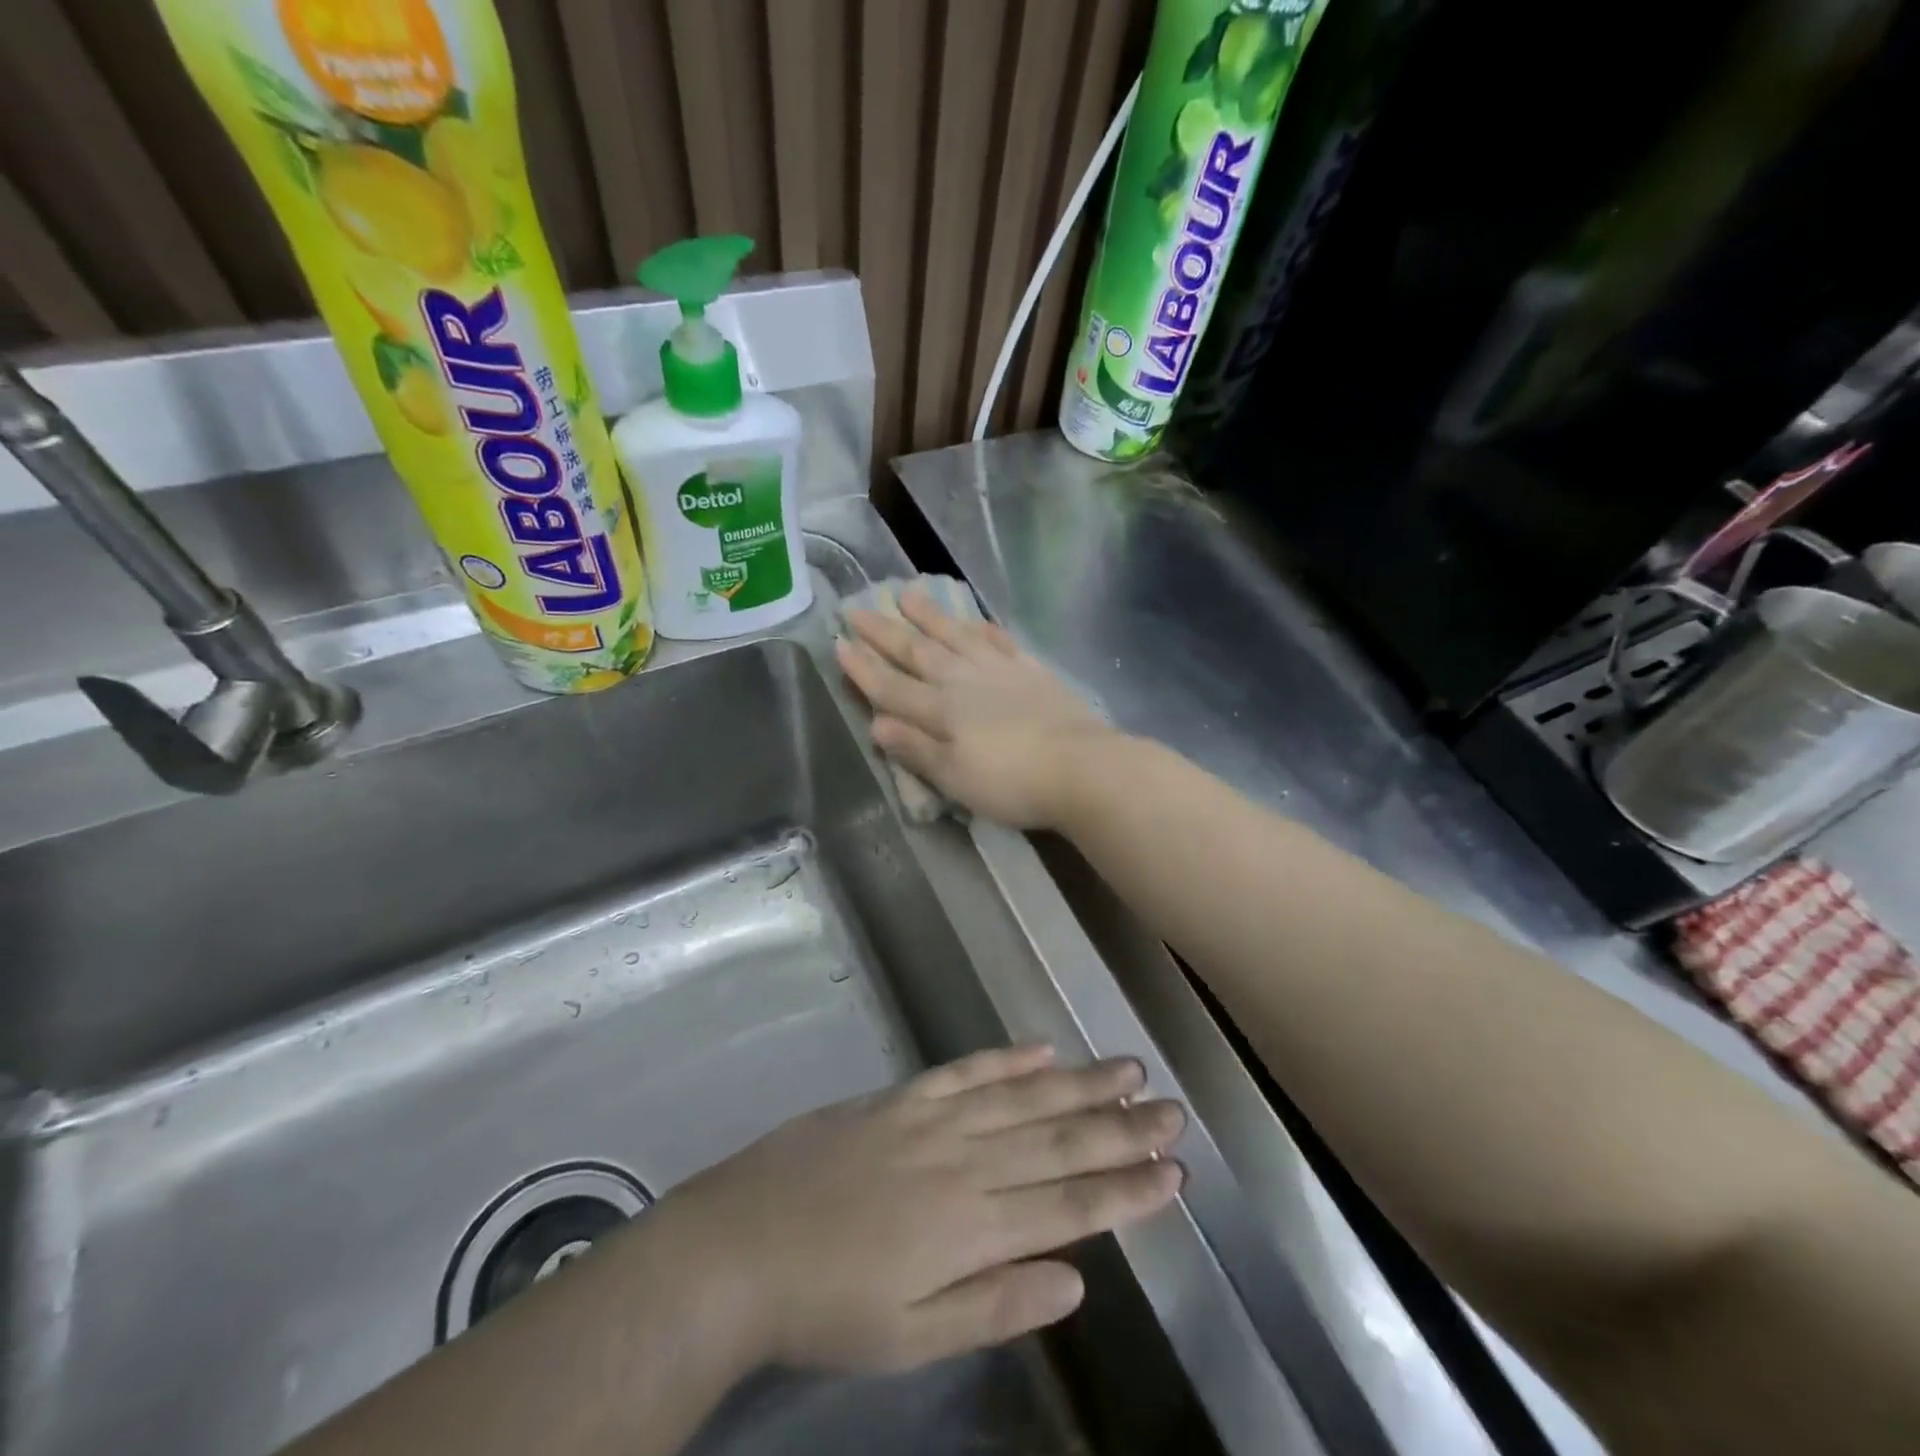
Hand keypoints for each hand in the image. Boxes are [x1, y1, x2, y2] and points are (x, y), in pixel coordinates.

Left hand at [653, 1045, 1183, 1373]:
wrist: (742, 1243)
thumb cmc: (829, 1305)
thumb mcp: (912, 1338)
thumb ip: (996, 1306)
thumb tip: (1075, 1282)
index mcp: (971, 1226)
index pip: (1070, 1205)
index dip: (1127, 1191)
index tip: (1175, 1173)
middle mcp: (964, 1162)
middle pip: (1057, 1142)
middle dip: (1121, 1128)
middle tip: (1171, 1110)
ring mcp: (932, 1119)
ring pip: (1021, 1098)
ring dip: (1078, 1084)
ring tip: (1127, 1069)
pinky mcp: (901, 1096)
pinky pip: (965, 1070)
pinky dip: (1006, 1058)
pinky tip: (1042, 1048)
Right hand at [835, 593, 1114, 827]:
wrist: (1080, 767)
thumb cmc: (1011, 782)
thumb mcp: (954, 777)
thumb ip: (915, 748)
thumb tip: (875, 723)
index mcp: (940, 711)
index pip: (891, 686)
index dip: (863, 668)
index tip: (839, 643)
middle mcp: (963, 682)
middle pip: (917, 653)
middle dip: (885, 633)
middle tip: (857, 608)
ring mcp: (999, 671)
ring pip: (955, 636)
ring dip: (929, 616)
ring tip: (907, 592)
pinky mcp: (1031, 671)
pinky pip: (999, 641)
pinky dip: (981, 627)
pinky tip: (973, 619)